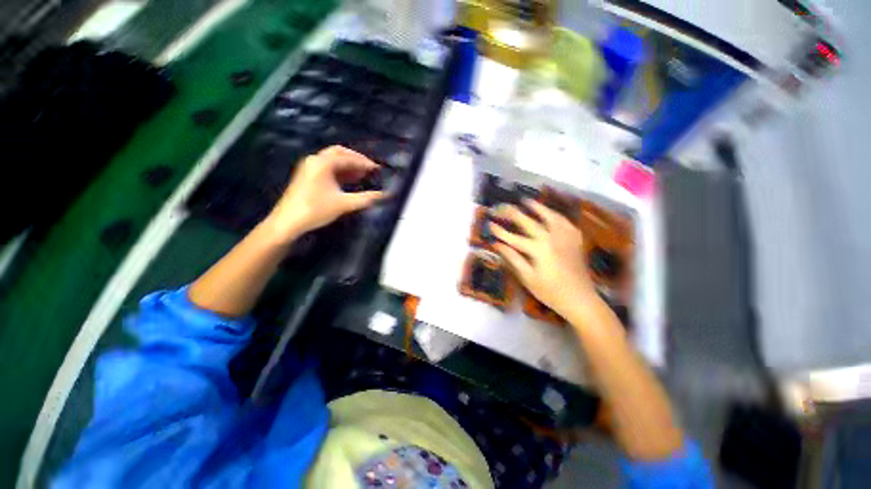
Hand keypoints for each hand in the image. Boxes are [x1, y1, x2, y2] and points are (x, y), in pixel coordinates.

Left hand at [264, 145, 384, 241]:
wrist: (287, 222)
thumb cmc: (315, 210)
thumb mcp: (344, 204)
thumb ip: (365, 198)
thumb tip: (384, 195)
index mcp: (323, 163)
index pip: (348, 158)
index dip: (364, 162)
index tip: (377, 168)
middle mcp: (315, 160)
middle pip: (339, 153)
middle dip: (356, 159)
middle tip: (369, 168)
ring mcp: (309, 167)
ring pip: (333, 160)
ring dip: (348, 165)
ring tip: (363, 174)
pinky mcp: (307, 176)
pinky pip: (327, 168)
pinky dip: (340, 171)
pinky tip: (349, 180)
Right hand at [489, 200, 596, 315]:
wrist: (580, 299)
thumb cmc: (550, 292)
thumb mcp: (527, 277)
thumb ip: (513, 258)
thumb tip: (497, 245)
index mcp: (538, 250)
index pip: (513, 237)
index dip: (500, 231)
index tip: (490, 224)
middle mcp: (551, 238)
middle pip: (529, 222)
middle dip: (513, 213)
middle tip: (503, 206)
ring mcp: (565, 238)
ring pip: (549, 216)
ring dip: (537, 208)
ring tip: (527, 201)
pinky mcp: (575, 240)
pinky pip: (565, 222)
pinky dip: (556, 215)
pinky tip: (550, 214)